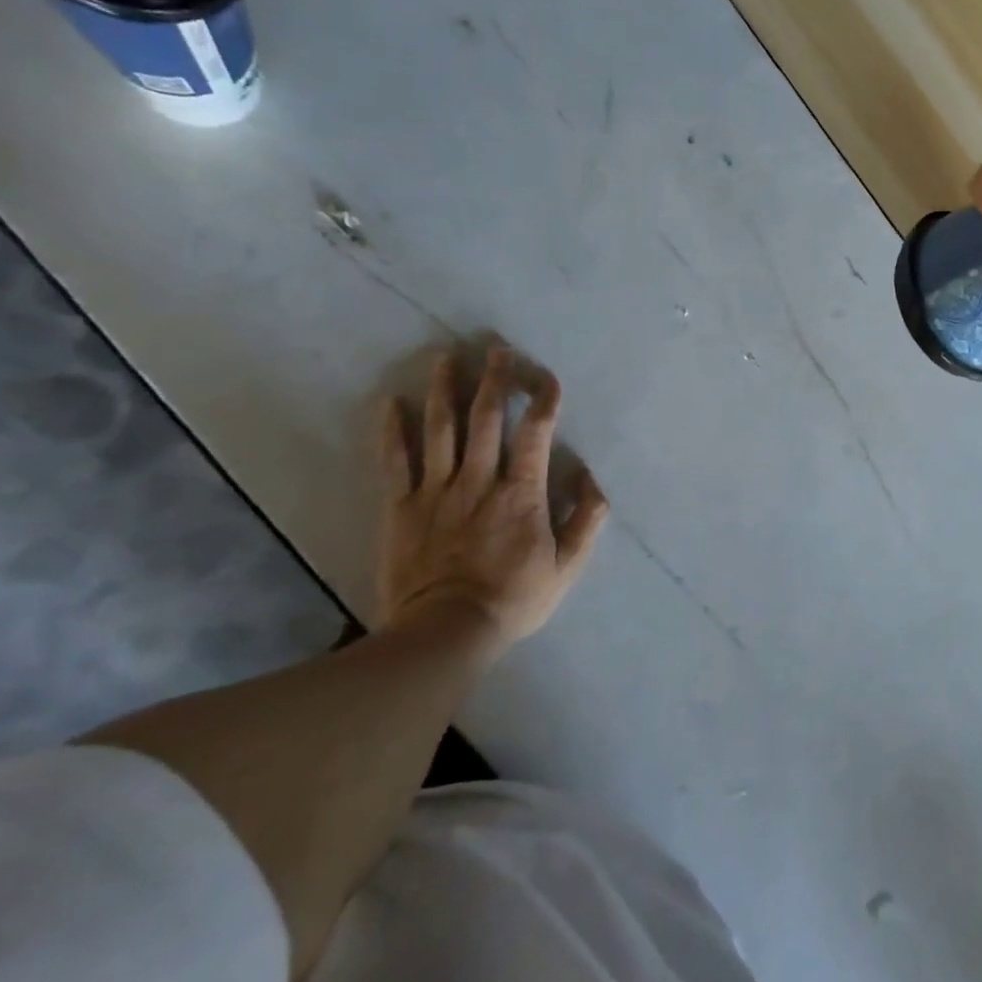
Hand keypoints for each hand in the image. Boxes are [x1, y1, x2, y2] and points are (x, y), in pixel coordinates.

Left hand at [377, 345, 608, 656]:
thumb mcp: (568, 565)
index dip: (543, 400)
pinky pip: (395, 461)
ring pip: (440, 429)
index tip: (546, 377)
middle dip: (493, 380)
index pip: (535, 433)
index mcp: (521, 492)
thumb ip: (586, 518)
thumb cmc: (514, 598)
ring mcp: (436, 491)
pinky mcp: (401, 507)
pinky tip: (390, 403)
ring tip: (445, 357)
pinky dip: (392, 430)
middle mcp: (479, 480)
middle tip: (496, 349)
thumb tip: (590, 477)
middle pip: (486, 419)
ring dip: (444, 390)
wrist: (446, 632)